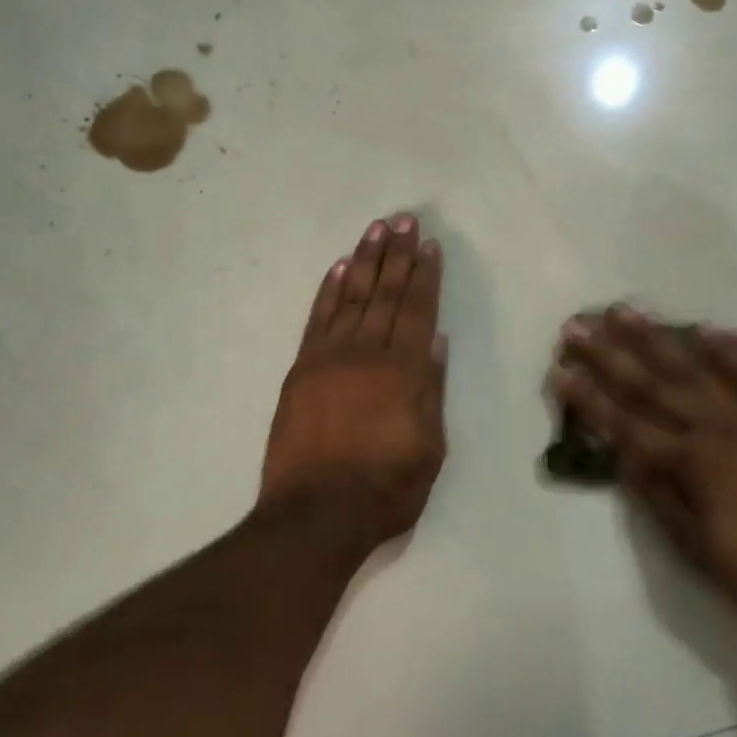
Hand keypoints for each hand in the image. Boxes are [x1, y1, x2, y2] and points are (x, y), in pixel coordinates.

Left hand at [261, 214, 448, 551]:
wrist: (314, 516)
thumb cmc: (385, 489)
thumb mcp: (430, 448)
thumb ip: (431, 390)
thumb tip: (435, 343)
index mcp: (403, 371)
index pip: (417, 310)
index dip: (425, 275)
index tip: (429, 245)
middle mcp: (366, 353)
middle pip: (385, 293)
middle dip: (397, 255)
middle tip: (404, 219)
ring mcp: (328, 358)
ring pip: (351, 297)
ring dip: (364, 260)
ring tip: (376, 230)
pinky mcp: (301, 370)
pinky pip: (317, 320)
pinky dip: (328, 291)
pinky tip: (338, 269)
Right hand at [551, 306, 736, 619]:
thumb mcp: (700, 551)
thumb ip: (661, 501)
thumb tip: (625, 461)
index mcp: (688, 463)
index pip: (624, 424)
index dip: (589, 398)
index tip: (560, 370)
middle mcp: (710, 429)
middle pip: (649, 385)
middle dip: (608, 355)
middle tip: (577, 325)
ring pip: (691, 368)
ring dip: (654, 337)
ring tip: (625, 310)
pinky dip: (727, 350)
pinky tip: (708, 328)